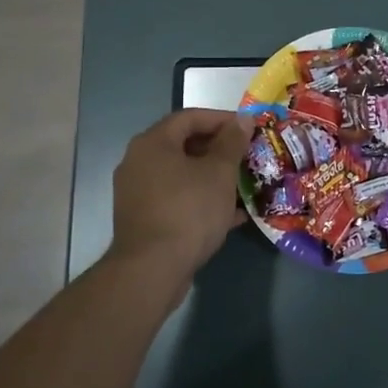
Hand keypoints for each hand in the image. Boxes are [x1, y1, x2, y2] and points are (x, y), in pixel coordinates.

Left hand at [110, 108, 251, 279]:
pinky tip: (231, 215)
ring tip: (243, 184)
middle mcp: (139, 162)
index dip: (222, 119)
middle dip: (219, 150)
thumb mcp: (219, 173)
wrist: (152, 270)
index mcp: (153, 143)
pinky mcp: (143, 219)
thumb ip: (232, 142)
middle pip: (184, 145)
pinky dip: (201, 200)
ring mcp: (138, 192)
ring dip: (213, 177)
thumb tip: (243, 119)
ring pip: (182, 175)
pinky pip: (177, 199)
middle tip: (247, 156)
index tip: (249, 128)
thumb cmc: (188, 211)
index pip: (190, 118)